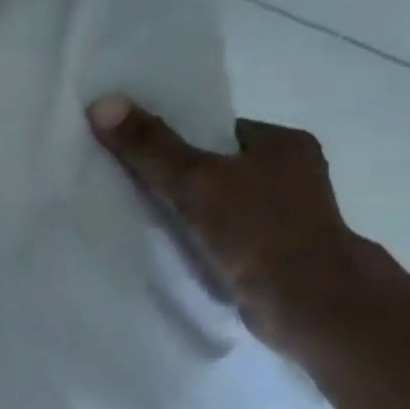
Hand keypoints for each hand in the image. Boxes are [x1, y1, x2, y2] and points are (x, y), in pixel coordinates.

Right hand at [88, 97, 382, 355]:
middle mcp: (294, 175)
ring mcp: (289, 219)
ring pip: (224, 207)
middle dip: (184, 181)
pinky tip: (178, 254)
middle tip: (136, 192)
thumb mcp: (195, 181)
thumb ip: (151, 146)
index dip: (180, 142)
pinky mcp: (279, 256)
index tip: (142, 157)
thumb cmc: (258, 231)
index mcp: (285, 144)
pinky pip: (230, 240)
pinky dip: (206, 245)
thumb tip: (102, 104)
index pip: (220, 132)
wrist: (307, 304)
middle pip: (221, 169)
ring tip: (148, 225)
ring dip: (193, 217)